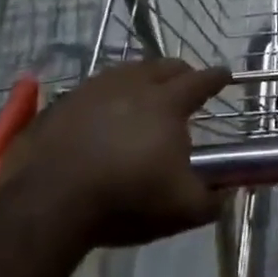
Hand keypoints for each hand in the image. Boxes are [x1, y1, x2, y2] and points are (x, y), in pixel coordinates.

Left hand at [0, 59, 229, 248]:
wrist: (50, 201)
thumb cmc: (127, 197)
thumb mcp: (182, 209)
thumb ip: (212, 200)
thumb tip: (227, 194)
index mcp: (167, 103)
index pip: (200, 81)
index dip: (216, 78)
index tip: (225, 75)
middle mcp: (132, 85)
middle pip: (163, 67)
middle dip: (180, 72)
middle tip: (186, 82)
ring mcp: (92, 90)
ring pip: (126, 71)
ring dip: (141, 77)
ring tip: (144, 91)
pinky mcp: (60, 104)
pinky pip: (92, 90)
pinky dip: (106, 96)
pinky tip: (102, 111)